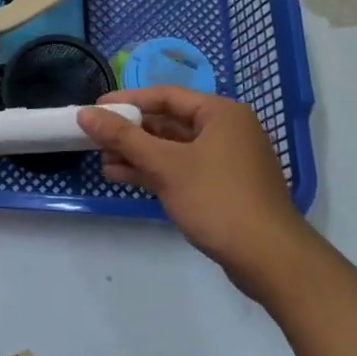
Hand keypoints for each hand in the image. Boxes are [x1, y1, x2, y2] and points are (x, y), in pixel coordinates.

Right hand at [77, 87, 310, 302]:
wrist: (270, 259)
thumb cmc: (218, 200)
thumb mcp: (166, 166)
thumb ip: (124, 138)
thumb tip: (86, 113)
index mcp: (220, 113)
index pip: (165, 96)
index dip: (127, 100)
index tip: (95, 108)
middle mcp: (226, 129)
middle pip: (169, 121)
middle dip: (131, 131)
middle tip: (95, 136)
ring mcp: (226, 160)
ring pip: (173, 148)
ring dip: (138, 153)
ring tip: (102, 159)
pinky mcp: (223, 186)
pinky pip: (182, 168)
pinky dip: (155, 171)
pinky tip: (123, 177)